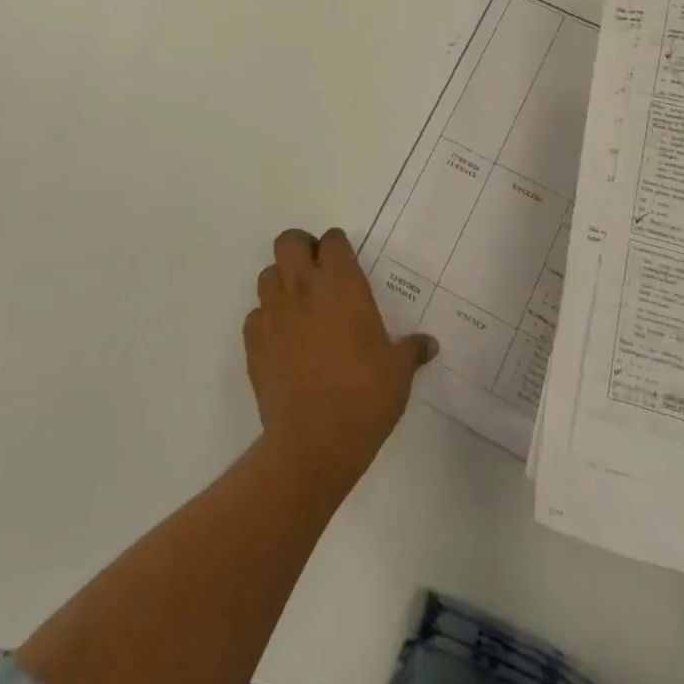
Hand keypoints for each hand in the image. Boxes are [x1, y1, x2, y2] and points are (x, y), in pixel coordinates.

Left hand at [244, 228, 436, 499]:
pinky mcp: (253, 343)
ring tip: (299, 305)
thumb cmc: (364, 396)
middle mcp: (303, 288)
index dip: (338, 247)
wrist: (313, 443)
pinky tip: (282, 339)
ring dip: (282, 281)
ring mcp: (274, 314)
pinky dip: (266, 319)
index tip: (346, 264)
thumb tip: (430, 344)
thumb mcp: (399, 372)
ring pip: (267, 274)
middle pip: (289, 242)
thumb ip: (412, 350)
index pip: (333, 240)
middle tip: (317, 272)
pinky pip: (255, 315)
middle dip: (301, 248)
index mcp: (341, 284)